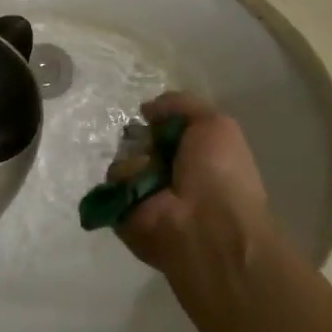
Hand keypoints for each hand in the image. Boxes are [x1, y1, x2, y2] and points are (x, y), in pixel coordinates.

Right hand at [115, 93, 268, 274]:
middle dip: (142, 138)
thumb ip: (181, 105)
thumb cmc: (219, 174)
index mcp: (192, 156)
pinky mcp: (121, 210)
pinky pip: (112, 181)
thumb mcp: (215, 124)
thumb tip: (146, 110)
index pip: (162, 128)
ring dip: (136, 159)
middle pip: (136, 140)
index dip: (159, 120)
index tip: (157, 118)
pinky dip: (126, 179)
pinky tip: (143, 188)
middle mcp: (166, 173)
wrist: (207, 227)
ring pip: (122, 158)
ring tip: (153, 173)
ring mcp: (143, 193)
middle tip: (155, 147)